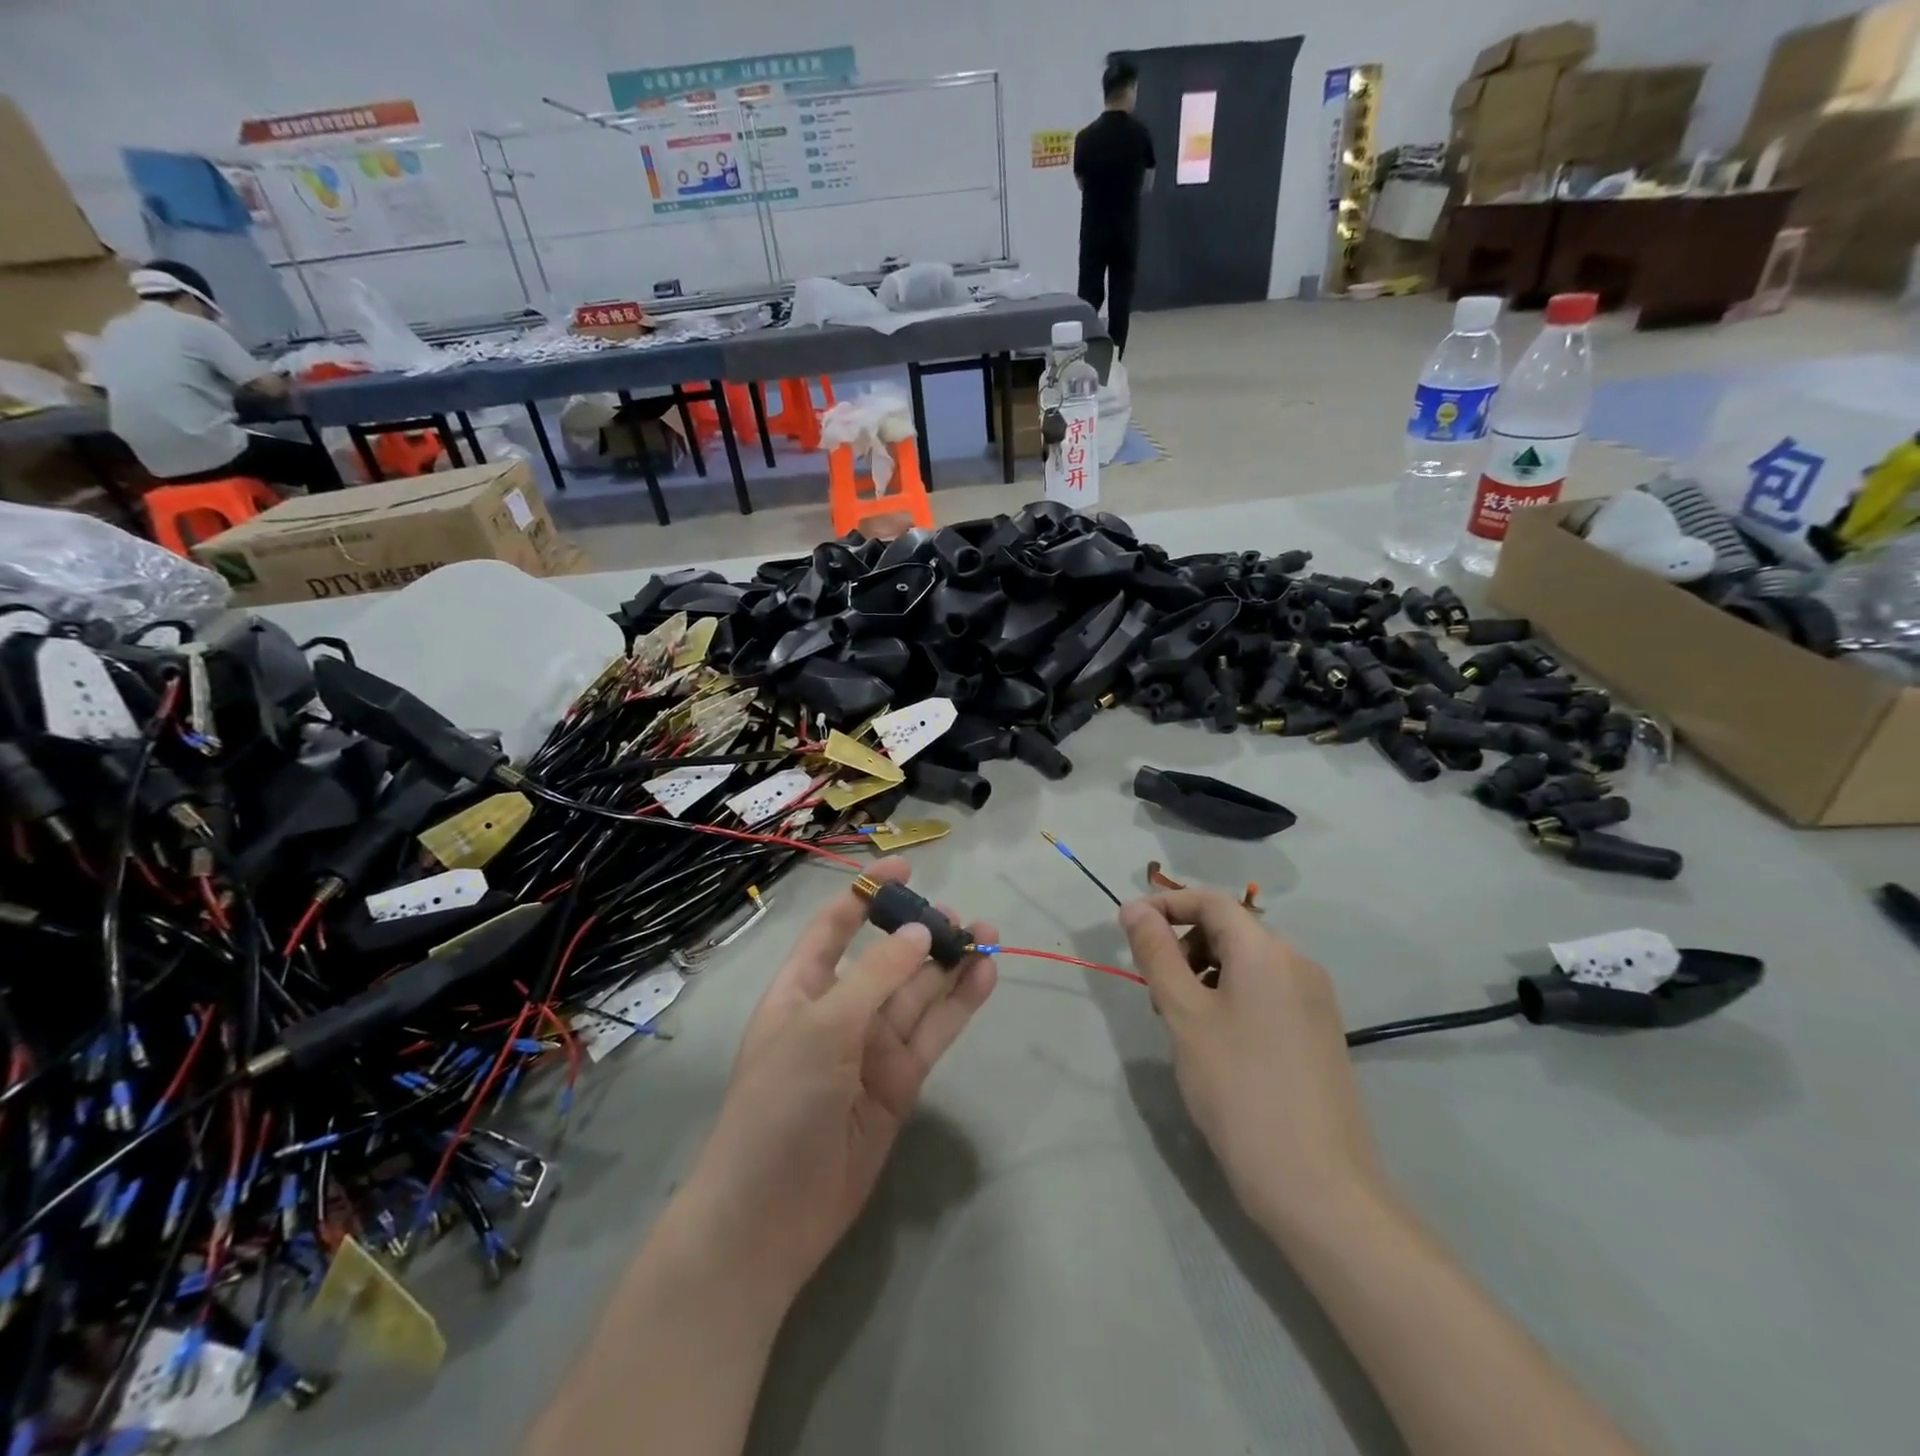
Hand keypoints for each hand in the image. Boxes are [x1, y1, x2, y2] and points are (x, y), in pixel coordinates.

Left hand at [678, 859, 995, 1301]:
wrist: (771, 1215)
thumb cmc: (778, 1105)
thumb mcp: (820, 1029)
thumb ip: (874, 978)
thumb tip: (920, 931)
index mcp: (802, 988)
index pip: (835, 928)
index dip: (867, 894)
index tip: (906, 866)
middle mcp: (840, 1011)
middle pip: (888, 958)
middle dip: (922, 932)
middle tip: (963, 915)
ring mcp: (873, 1047)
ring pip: (919, 993)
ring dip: (950, 963)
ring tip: (987, 932)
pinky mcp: (901, 1081)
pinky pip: (934, 1032)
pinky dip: (960, 1003)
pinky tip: (985, 973)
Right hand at [1120, 890, 1384, 1240]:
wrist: (1318, 1186)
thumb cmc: (1239, 1089)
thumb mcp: (1184, 1015)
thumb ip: (1157, 953)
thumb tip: (1134, 908)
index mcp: (1266, 950)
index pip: (1210, 900)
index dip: (1165, 905)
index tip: (1127, 928)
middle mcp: (1297, 962)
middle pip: (1229, 929)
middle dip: (1183, 946)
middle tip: (1155, 992)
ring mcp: (1315, 999)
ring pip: (1246, 962)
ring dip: (1204, 973)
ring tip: (1181, 1022)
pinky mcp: (1319, 1031)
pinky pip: (1266, 991)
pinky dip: (1231, 997)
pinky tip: (1216, 1042)